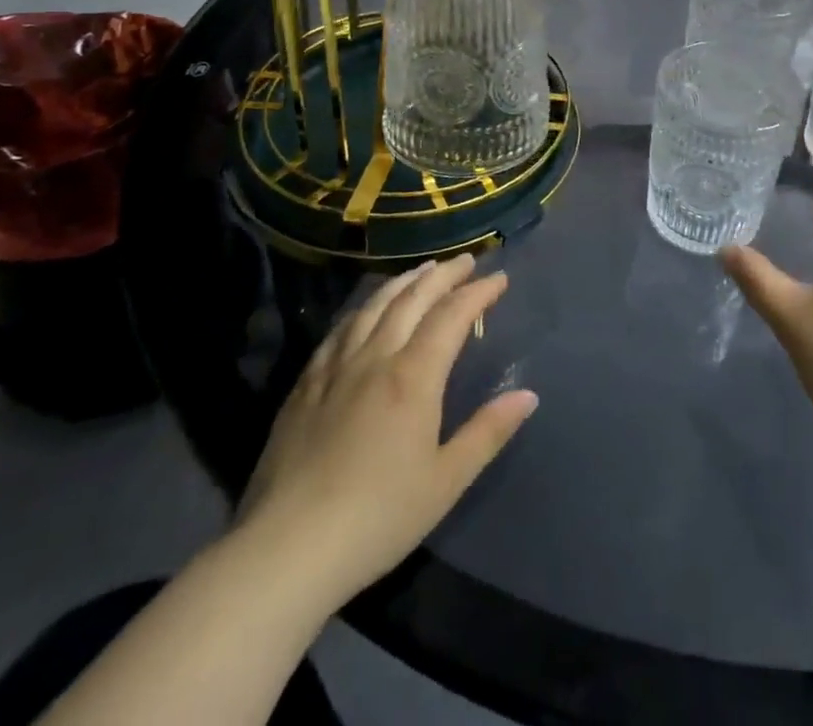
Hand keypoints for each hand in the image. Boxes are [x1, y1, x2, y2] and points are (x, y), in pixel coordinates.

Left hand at [233, 254, 537, 608]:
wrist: (284, 552)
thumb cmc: (377, 518)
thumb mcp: (446, 481)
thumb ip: (488, 432)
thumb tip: (527, 395)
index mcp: (414, 376)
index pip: (453, 315)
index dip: (478, 292)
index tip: (499, 278)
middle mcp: (375, 358)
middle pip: (413, 298)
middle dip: (443, 275)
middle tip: (466, 260)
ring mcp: (335, 369)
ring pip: (374, 307)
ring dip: (404, 282)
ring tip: (422, 270)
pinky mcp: (304, 387)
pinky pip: (340, 330)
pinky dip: (363, 308)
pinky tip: (366, 310)